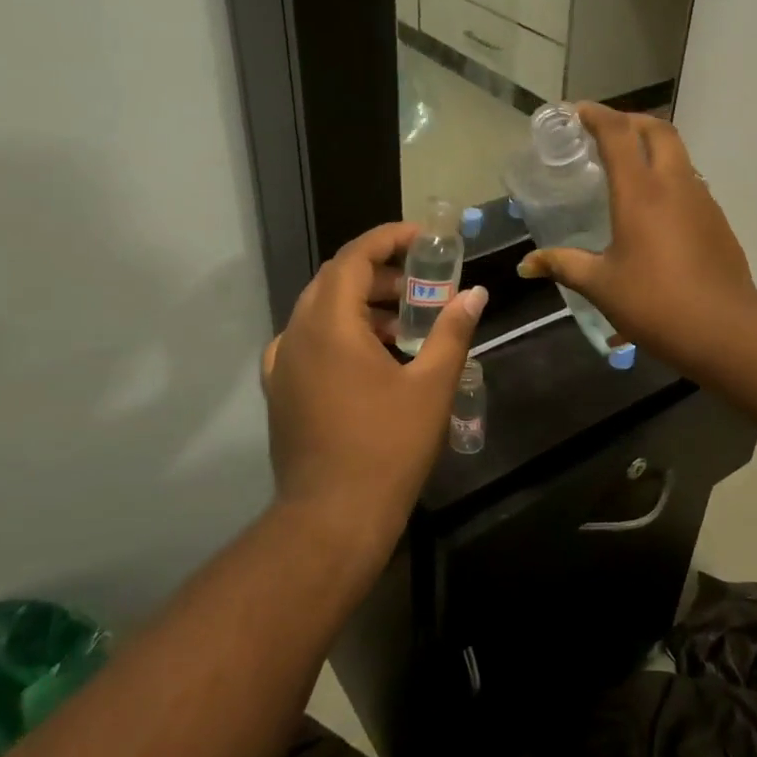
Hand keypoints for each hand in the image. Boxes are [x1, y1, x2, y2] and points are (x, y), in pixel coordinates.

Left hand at [261, 223, 487, 558]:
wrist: (332, 517)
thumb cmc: (387, 446)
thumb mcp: (431, 386)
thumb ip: (452, 332)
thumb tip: (475, 294)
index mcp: (329, 325)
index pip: (353, 258)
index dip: (388, 240)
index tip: (422, 240)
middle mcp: (296, 334)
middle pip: (334, 281)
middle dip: (378, 274)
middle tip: (420, 286)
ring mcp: (282, 364)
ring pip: (319, 311)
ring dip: (359, 305)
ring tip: (403, 325)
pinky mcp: (280, 391)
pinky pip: (307, 342)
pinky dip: (339, 334)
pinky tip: (368, 359)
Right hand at [517, 104, 756, 372]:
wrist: (723, 329)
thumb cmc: (654, 302)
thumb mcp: (601, 285)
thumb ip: (563, 265)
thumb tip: (526, 265)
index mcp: (640, 192)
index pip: (618, 133)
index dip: (596, 115)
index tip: (577, 111)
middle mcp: (674, 184)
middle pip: (658, 130)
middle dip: (631, 121)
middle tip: (606, 133)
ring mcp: (702, 200)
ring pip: (679, 155)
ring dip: (654, 149)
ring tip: (629, 169)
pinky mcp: (718, 221)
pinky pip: (690, 183)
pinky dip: (669, 178)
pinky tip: (656, 210)